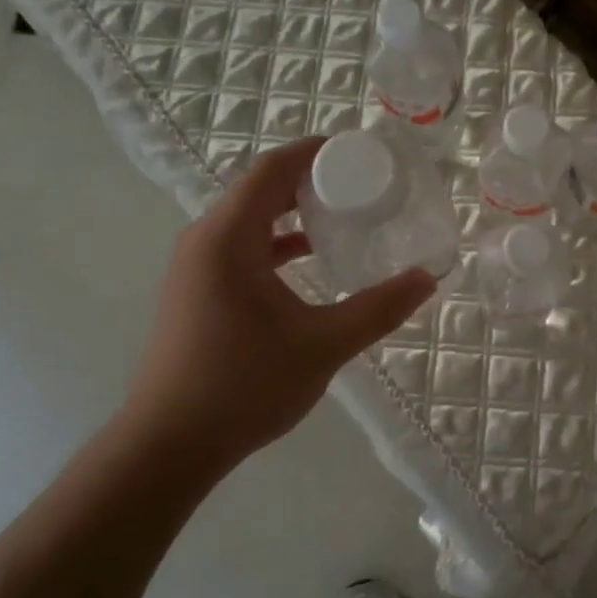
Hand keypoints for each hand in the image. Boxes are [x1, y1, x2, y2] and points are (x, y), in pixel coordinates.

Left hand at [116, 137, 435, 473]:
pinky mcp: (198, 290)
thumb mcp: (322, 345)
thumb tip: (427, 279)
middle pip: (262, 188)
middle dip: (312, 180)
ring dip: (295, 212)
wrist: (169, 446)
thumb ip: (378, 309)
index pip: (272, 169)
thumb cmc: (243, 386)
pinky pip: (243, 246)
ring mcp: (198, 266)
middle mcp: (206, 240)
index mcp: (228, 237)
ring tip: (345, 216)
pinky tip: (312, 260)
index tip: (360, 151)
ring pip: (252, 219)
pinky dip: (279, 242)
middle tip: (364, 183)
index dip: (315, 152)